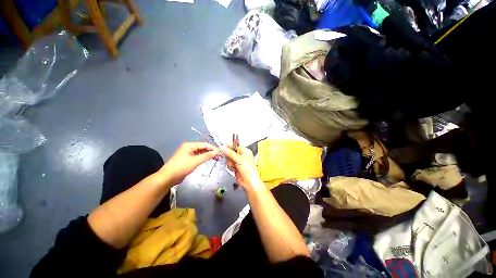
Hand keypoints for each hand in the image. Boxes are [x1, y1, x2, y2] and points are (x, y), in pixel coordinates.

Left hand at [160, 142, 219, 184]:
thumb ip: (206, 156)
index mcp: (190, 145)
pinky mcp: (189, 159)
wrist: (168, 178)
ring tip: (216, 158)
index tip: (220, 152)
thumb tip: (216, 152)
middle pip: (203, 148)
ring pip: (201, 152)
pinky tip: (209, 160)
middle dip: (211, 151)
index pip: (204, 144)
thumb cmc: (181, 167)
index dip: (212, 148)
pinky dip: (204, 158)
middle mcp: (189, 148)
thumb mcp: (195, 161)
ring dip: (208, 155)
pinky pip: (198, 157)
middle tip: (219, 156)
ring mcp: (189, 154)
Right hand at [221, 146, 263, 190]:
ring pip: (229, 159)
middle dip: (230, 157)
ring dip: (230, 163)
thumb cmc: (249, 170)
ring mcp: (238, 161)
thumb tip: (223, 148)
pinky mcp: (235, 167)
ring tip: (235, 166)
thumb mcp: (239, 159)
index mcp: (245, 151)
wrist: (249, 182)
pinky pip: (229, 164)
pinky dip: (231, 167)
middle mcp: (242, 155)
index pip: (235, 146)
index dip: (229, 147)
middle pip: (230, 152)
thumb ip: (230, 153)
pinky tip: (234, 169)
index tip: (224, 148)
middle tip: (233, 161)